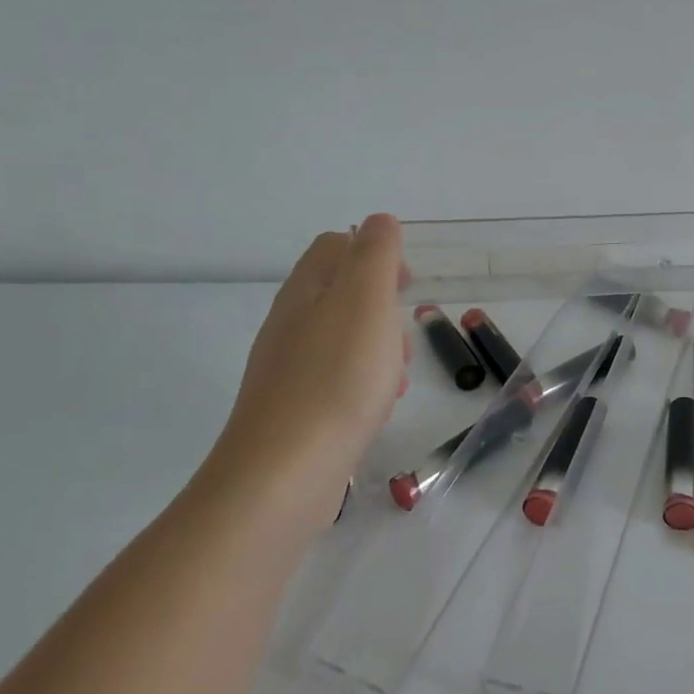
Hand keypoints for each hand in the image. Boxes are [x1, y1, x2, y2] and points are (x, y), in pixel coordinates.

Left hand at [206, 215, 409, 517]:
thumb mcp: (365, 302)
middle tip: (404, 337)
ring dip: (378, 348)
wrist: (285, 473)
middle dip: (382, 307)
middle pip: (339, 294)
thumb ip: (375, 255)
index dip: (376, 254)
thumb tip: (379, 221)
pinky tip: (376, 407)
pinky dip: (363, 382)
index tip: (408, 285)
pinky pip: (336, 378)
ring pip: (341, 339)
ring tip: (396, 378)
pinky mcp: (293, 409)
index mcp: (306, 291)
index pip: (335, 246)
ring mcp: (287, 369)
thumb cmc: (337, 379)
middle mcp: (289, 324)